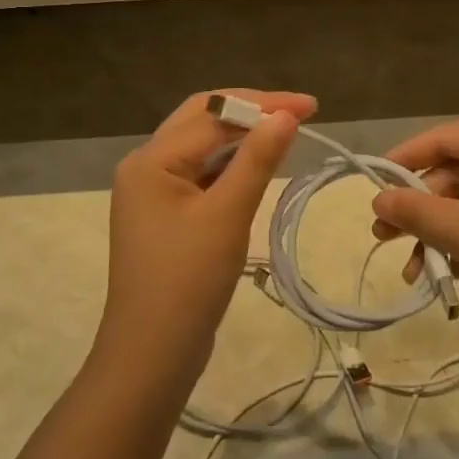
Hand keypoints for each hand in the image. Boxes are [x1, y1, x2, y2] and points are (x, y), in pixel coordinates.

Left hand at [101, 89, 315, 378]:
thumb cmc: (188, 281)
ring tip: (286, 135)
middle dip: (252, 111)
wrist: (151, 355)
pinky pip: (201, 174)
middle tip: (300, 114)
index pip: (213, 112)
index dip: (264, 104)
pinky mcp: (165, 215)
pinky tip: (259, 168)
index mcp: (151, 159)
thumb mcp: (228, 215)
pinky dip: (231, 166)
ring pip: (202, 147)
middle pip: (202, 119)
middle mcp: (146, 166)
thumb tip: (286, 115)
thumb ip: (257, 160)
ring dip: (242, 137)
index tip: (311, 107)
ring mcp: (153, 192)